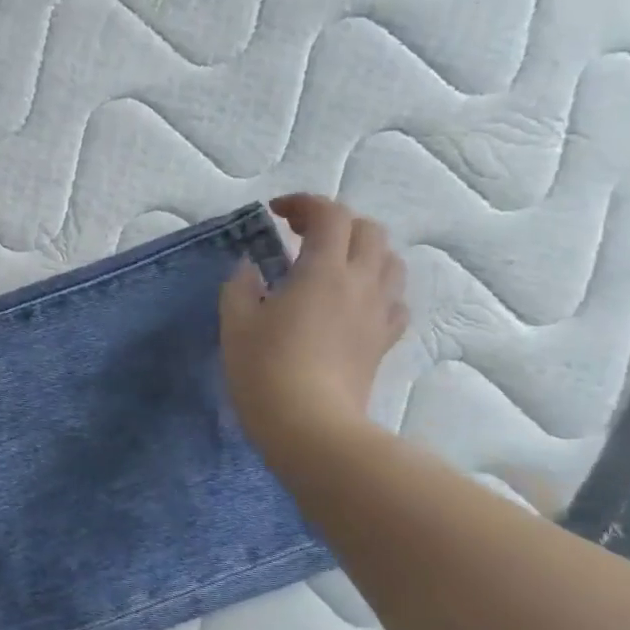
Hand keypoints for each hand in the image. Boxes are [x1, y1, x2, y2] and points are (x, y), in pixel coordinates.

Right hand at [219, 195, 407, 465]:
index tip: (276, 213)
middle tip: (301, 235)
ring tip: (331, 264)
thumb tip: (250, 268)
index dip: (305, 204)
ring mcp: (378, 313)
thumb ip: (240, 287)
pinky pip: (393, 300)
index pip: (330, 215)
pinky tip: (353, 302)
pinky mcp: (383, 341)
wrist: (309, 424)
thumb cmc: (264, 369)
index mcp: (323, 270)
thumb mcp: (235, 324)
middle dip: (336, 223)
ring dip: (362, 251)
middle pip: (367, 231)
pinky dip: (375, 288)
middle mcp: (361, 282)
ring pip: (389, 262)